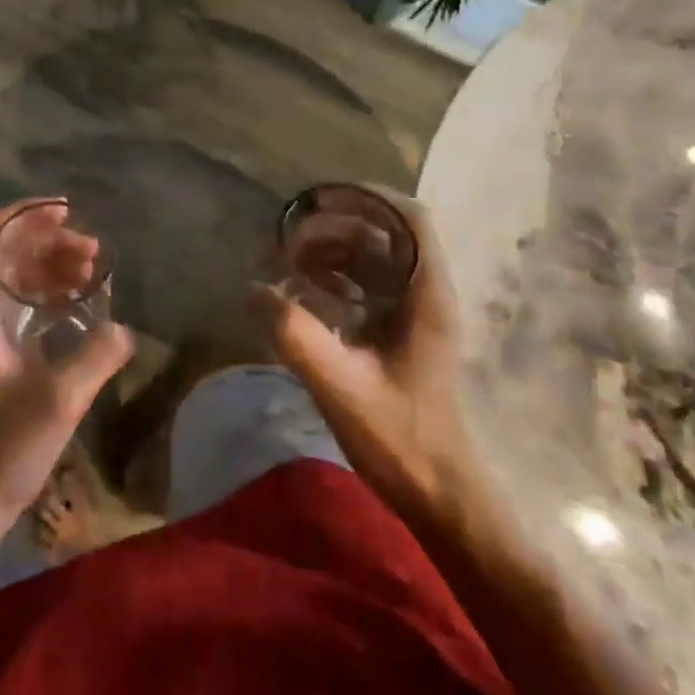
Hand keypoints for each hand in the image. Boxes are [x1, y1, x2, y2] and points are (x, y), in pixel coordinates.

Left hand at [0, 200, 132, 531]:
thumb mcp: (57, 402)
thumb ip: (95, 357)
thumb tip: (124, 329)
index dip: (21, 215)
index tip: (63, 210)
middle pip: (3, 256)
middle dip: (46, 243)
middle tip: (92, 248)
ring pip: (11, 283)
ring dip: (49, 270)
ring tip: (92, 270)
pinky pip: (17, 310)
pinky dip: (45, 299)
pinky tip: (77, 305)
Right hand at [251, 187, 477, 522]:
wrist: (441, 496)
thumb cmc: (400, 439)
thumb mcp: (340, 385)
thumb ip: (295, 334)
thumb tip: (252, 288)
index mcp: (425, 295)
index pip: (408, 218)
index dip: (364, 198)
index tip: (315, 200)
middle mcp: (425, 293)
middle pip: (383, 233)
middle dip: (332, 228)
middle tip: (287, 244)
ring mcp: (416, 312)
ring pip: (374, 257)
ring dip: (330, 252)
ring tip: (289, 267)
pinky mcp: (402, 331)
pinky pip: (368, 284)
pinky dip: (336, 277)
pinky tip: (309, 294)